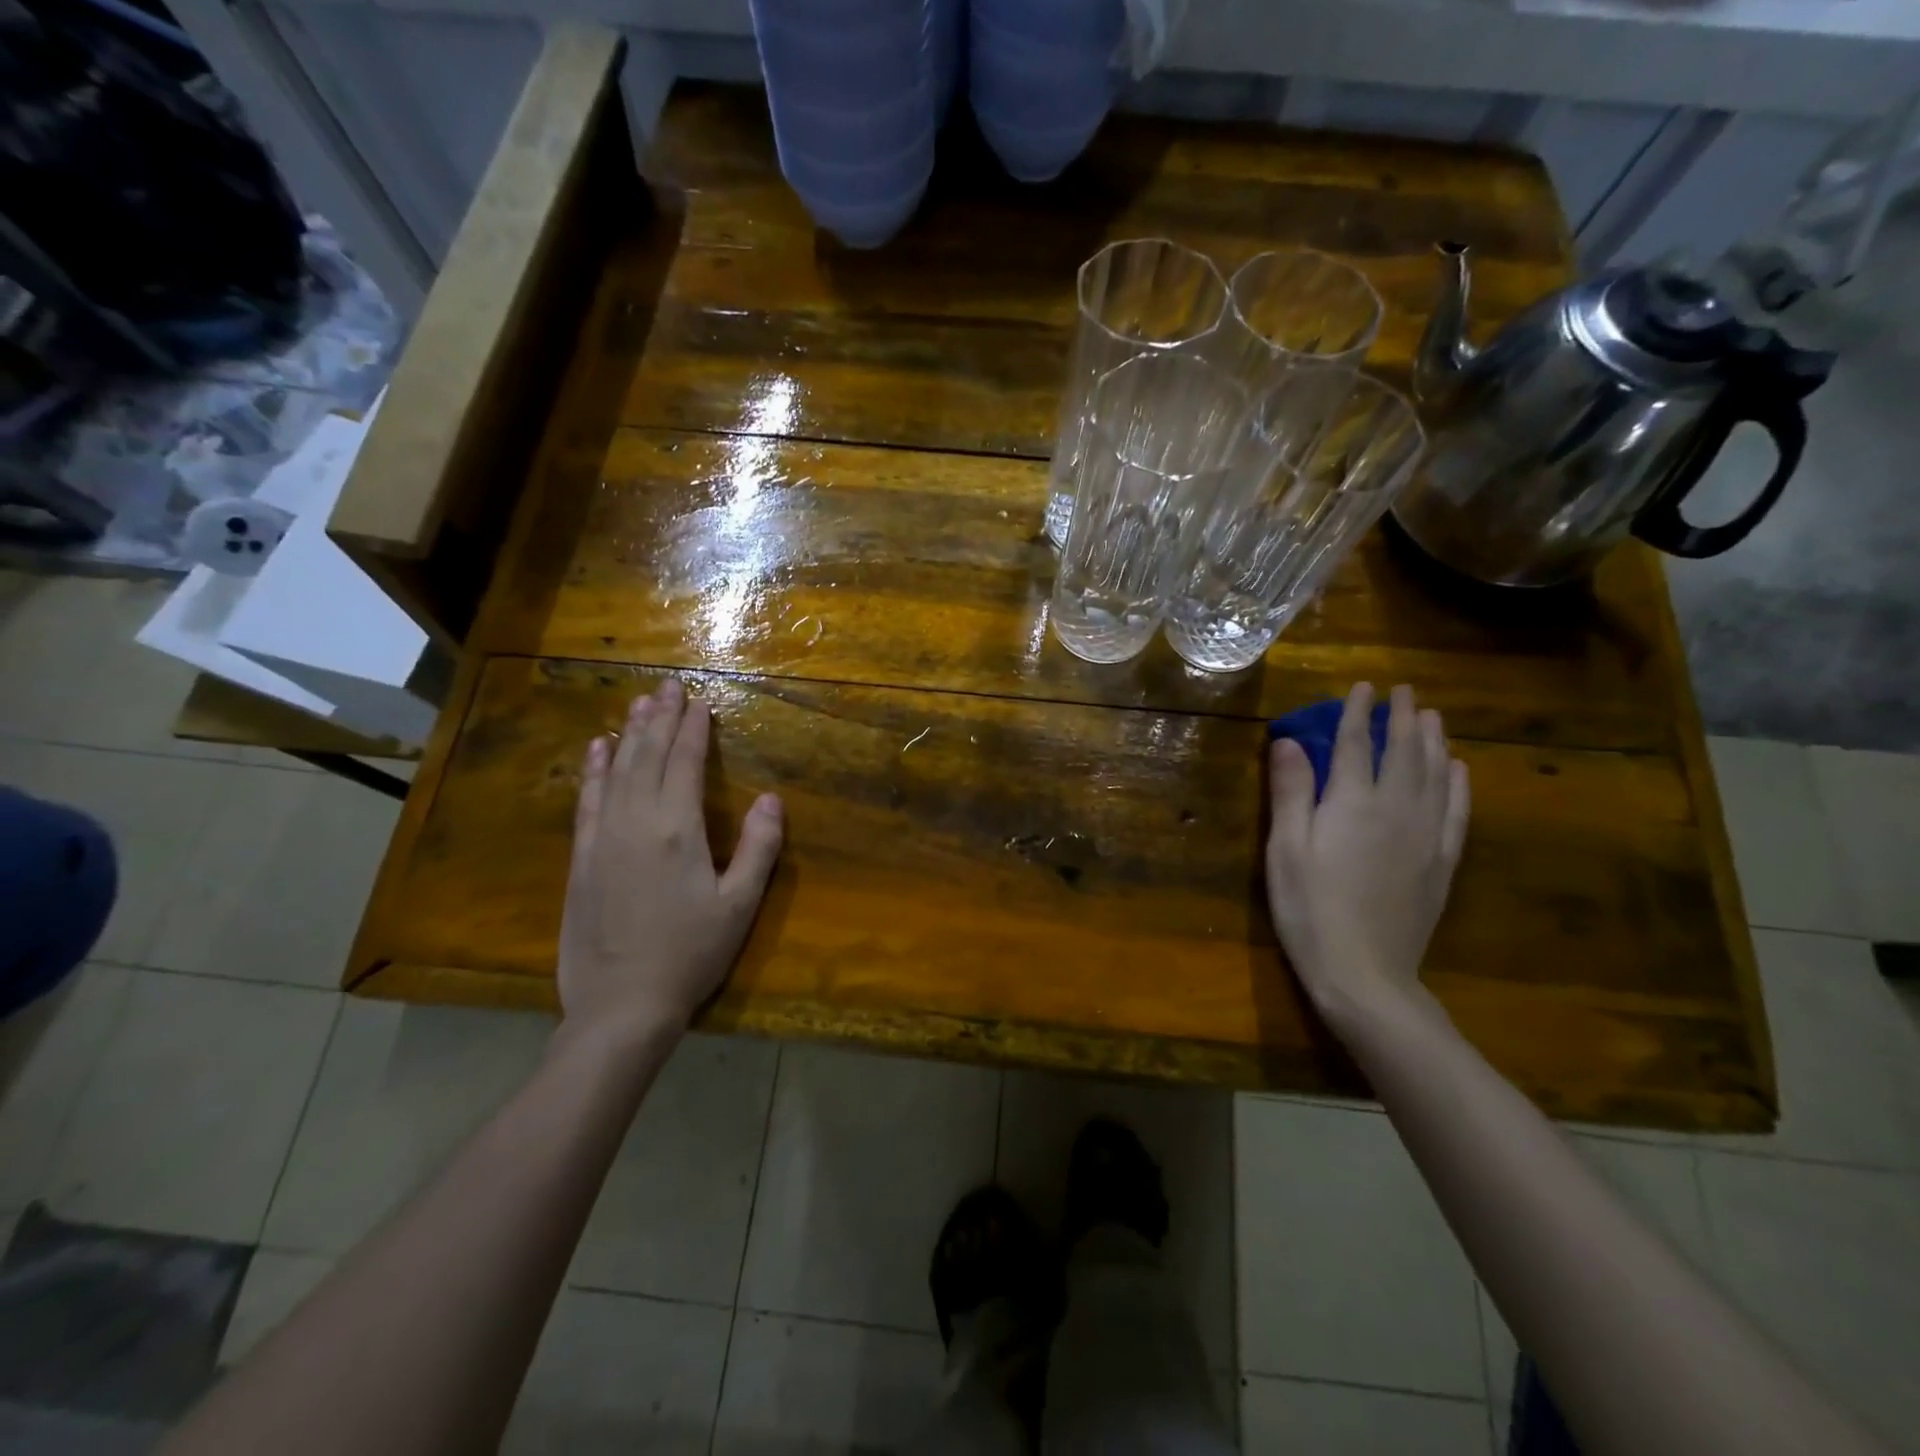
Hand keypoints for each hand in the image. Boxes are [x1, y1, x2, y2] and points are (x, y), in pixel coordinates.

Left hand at [558, 680, 783, 1041]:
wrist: (620, 1006)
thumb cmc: (690, 954)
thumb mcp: (739, 905)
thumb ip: (758, 848)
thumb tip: (771, 798)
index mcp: (677, 829)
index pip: (685, 764)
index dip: (694, 730)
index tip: (700, 701)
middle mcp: (635, 821)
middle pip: (648, 756)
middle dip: (661, 718)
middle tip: (669, 686)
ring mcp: (602, 838)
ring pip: (616, 770)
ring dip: (629, 733)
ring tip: (639, 703)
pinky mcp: (581, 858)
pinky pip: (587, 800)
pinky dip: (593, 770)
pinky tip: (596, 749)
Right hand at [1265, 682, 1469, 1031]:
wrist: (1365, 972)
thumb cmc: (1309, 908)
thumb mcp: (1285, 849)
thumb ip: (1291, 791)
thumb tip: (1291, 741)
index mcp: (1353, 802)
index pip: (1358, 744)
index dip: (1360, 712)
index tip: (1364, 686)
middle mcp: (1397, 808)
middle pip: (1404, 752)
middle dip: (1404, 717)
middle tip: (1406, 691)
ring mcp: (1426, 835)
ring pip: (1436, 774)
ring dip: (1434, 740)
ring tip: (1433, 716)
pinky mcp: (1441, 862)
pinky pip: (1457, 811)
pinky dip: (1458, 783)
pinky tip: (1458, 769)